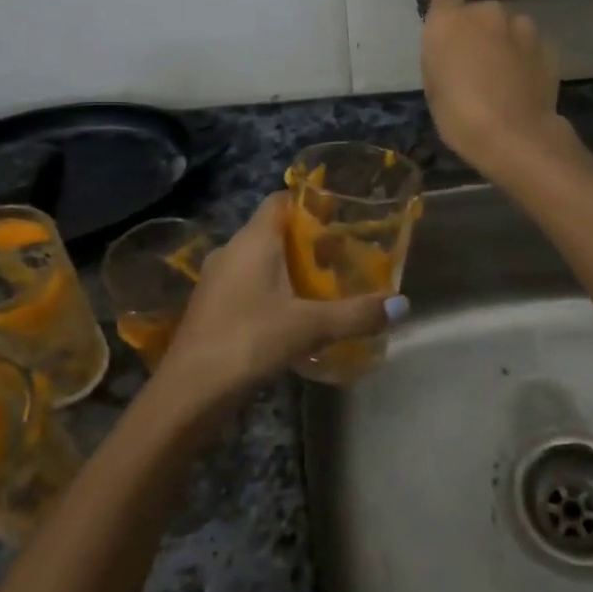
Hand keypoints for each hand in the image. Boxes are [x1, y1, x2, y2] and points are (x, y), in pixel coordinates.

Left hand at [149, 194, 403, 412]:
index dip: (309, 201)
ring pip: (259, 260)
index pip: (280, 200)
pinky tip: (294, 315)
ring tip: (324, 285)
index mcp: (253, 240)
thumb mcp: (310, 327)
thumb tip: (403, 305)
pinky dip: (272, 290)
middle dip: (307, 240)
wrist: (189, 391)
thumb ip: (356, 314)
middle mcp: (231, 250)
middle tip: (343, 254)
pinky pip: (248, 284)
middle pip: (273, 230)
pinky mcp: (211, 307)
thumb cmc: (249, 341)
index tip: (341, 214)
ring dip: (289, 268)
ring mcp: (216, 280)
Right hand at [421, 0, 568, 178]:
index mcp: (450, 20)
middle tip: (475, 58)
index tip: (446, 12)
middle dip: (478, 27)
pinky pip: (529, 44)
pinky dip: (524, 56)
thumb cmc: (459, 115)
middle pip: (481, 10)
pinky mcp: (547, 46)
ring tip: (502, 73)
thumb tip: (453, 45)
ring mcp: (522, 27)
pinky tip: (522, 83)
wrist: (514, 136)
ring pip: (509, 25)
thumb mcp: (434, 84)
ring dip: (504, 40)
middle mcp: (487, 12)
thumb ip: (442, 52)